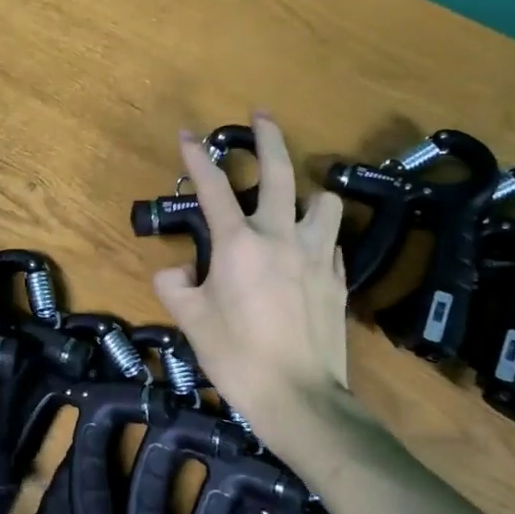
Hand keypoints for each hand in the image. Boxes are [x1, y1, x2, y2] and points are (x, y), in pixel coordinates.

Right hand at [151, 114, 350, 451]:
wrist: (299, 398)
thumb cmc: (236, 356)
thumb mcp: (191, 320)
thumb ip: (175, 286)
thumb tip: (178, 269)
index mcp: (239, 244)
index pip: (212, 188)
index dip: (196, 157)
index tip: (187, 134)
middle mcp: (280, 237)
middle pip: (279, 172)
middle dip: (269, 137)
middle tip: (262, 115)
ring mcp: (317, 256)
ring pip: (323, 202)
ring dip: (309, 192)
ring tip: (298, 199)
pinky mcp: (339, 279)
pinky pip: (332, 242)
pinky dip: (319, 236)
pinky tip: (309, 250)